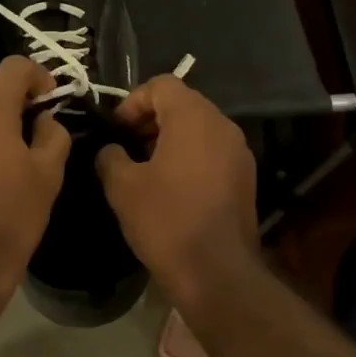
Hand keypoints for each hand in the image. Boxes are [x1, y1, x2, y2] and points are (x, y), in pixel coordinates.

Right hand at [96, 76, 258, 308]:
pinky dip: (189, 156)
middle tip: (127, 147)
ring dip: (170, 138)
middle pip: (183, 103)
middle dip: (151, 119)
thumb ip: (110, 157)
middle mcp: (222, 126)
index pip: (162, 85)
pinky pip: (212, 151)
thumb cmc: (166, 221)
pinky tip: (170, 187)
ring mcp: (239, 152)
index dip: (133, 101)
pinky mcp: (245, 177)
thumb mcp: (122, 187)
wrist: (217, 272)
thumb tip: (112, 151)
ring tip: (145, 168)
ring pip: (199, 128)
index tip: (117, 130)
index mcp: (193, 118)